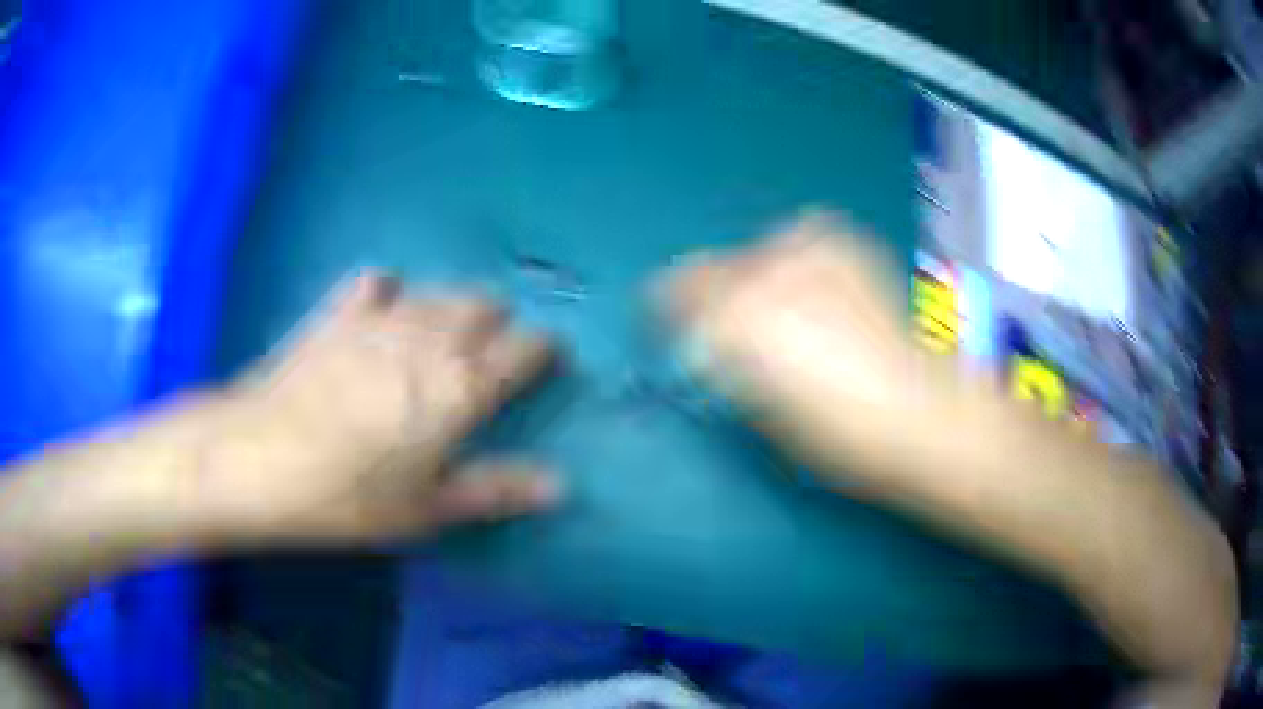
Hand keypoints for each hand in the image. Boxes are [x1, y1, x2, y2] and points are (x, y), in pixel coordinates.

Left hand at [206, 271, 560, 545]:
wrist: (258, 459)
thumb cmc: (347, 496)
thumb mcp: (426, 509)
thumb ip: (495, 490)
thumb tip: (560, 484)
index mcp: (462, 386)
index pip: (526, 348)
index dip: (543, 351)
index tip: (545, 363)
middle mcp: (431, 338)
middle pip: (483, 305)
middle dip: (497, 324)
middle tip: (487, 358)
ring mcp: (381, 317)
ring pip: (438, 291)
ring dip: (452, 308)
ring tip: (442, 338)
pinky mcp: (338, 312)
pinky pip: (376, 283)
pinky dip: (388, 293)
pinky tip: (380, 313)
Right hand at [660, 213, 937, 480]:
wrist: (923, 411)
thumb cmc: (836, 436)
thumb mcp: (761, 413)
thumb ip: (723, 365)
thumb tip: (710, 345)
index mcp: (735, 319)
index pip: (668, 294)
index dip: (669, 319)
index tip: (685, 341)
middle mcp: (763, 270)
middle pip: (704, 267)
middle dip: (712, 302)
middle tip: (741, 337)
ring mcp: (808, 248)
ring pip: (750, 253)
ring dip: (755, 282)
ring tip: (791, 315)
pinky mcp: (844, 241)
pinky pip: (797, 241)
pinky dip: (796, 263)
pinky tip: (820, 293)